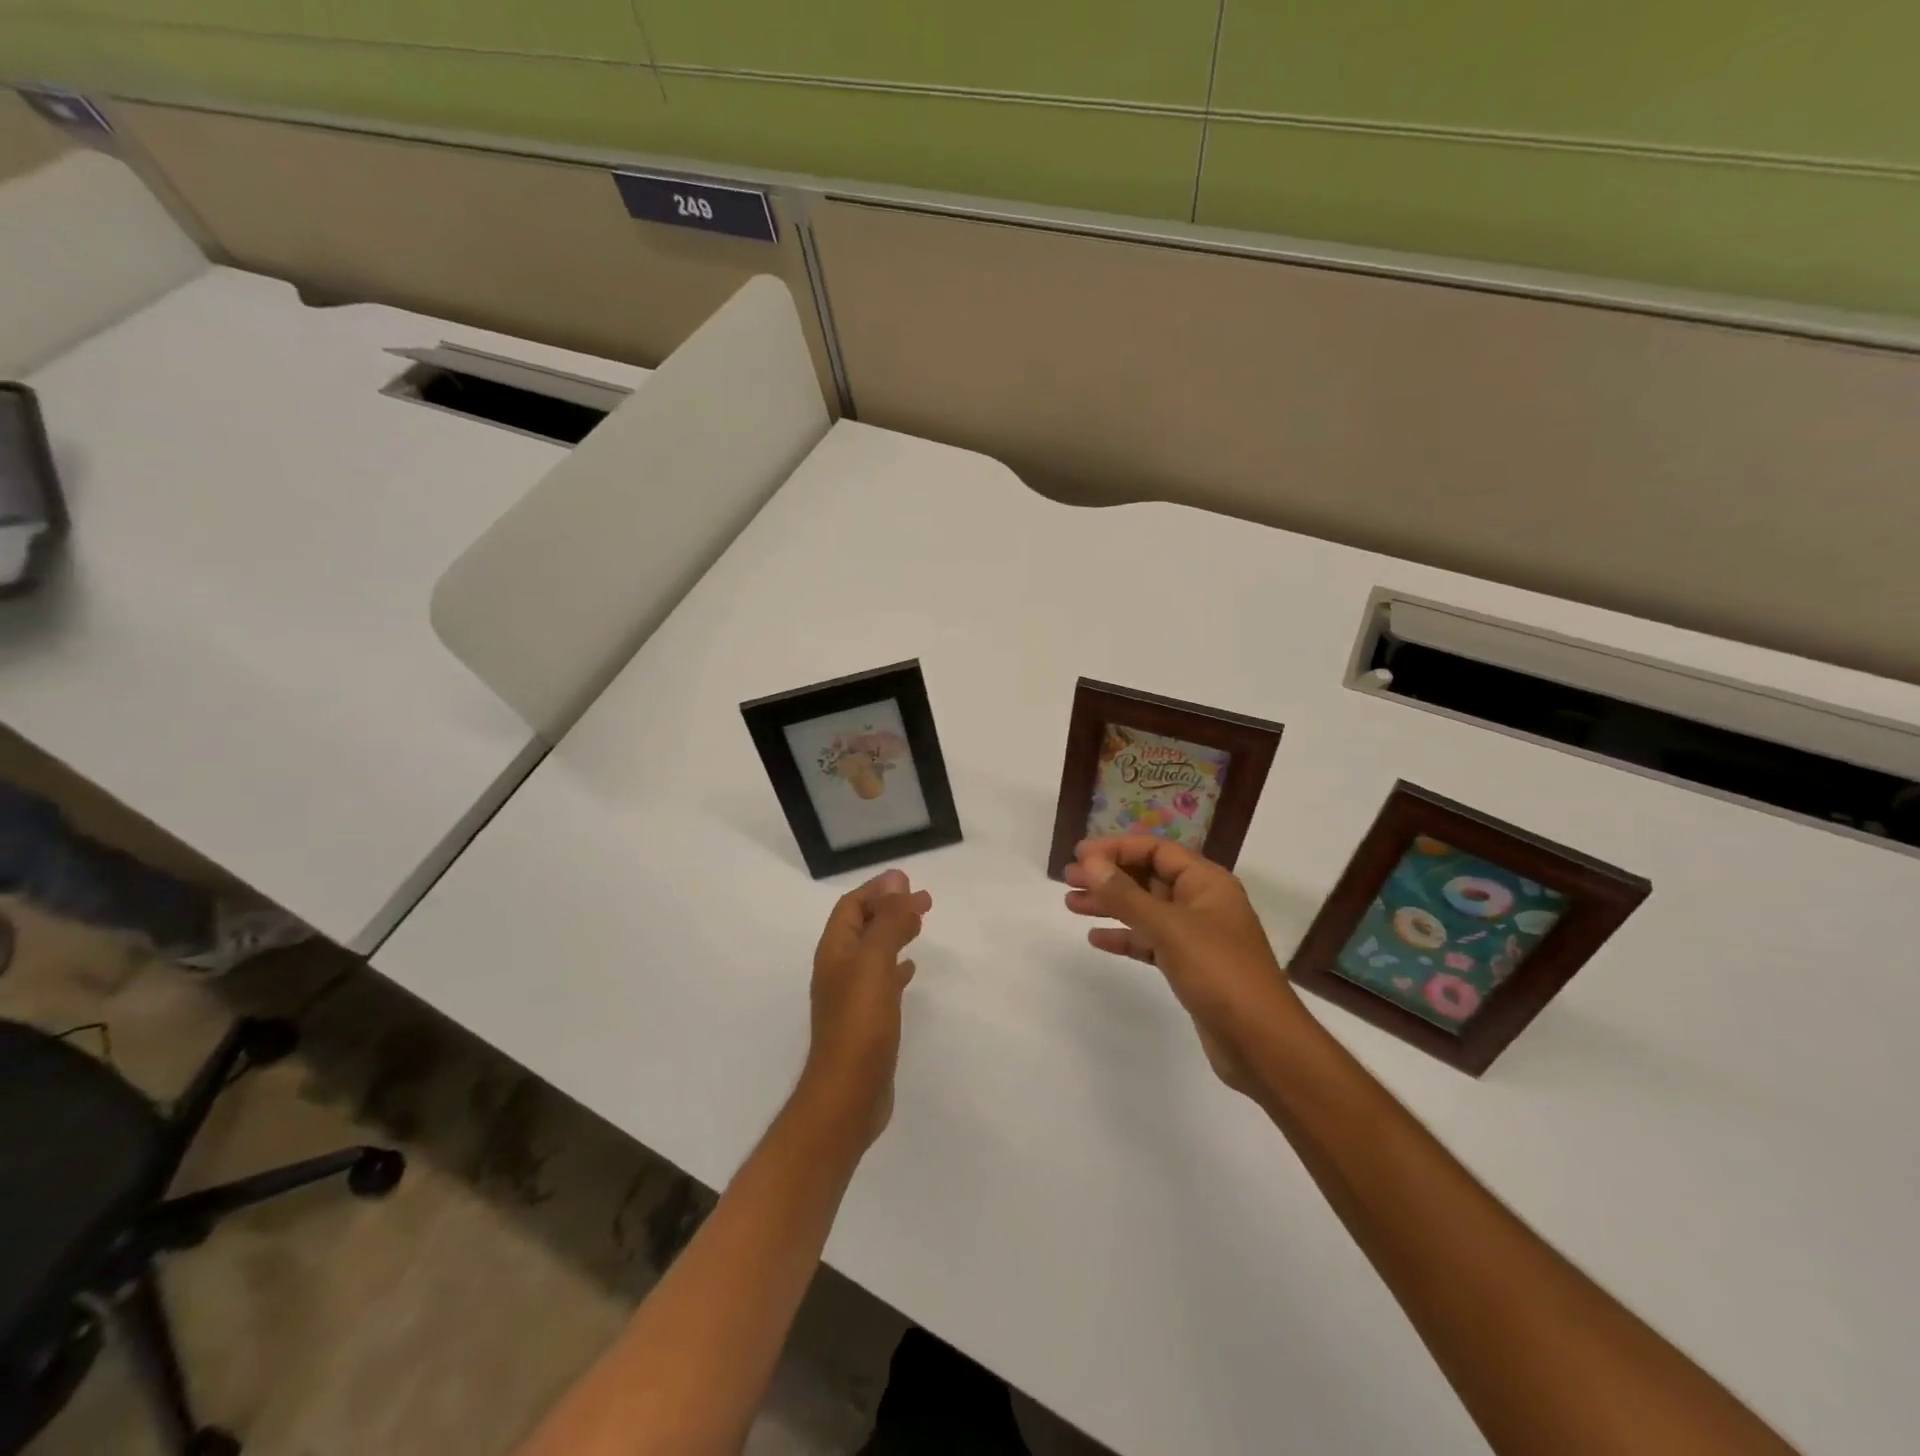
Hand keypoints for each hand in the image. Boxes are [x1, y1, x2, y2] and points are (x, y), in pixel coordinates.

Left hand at [802, 868, 930, 1145]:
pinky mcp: (866, 1020)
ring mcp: (851, 996)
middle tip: (925, 901)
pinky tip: (911, 970)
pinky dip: (897, 966)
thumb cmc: (860, 1024)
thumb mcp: (875, 963)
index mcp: (835, 951)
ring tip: (920, 925)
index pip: (852, 907)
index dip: (878, 890)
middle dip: (890, 908)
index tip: (909, 882)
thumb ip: (887, 921)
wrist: (848, 1095)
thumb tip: (897, 879)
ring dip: (895, 933)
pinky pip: (882, 980)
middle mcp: (838, 969)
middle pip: (863, 926)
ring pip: (874, 951)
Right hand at [1064, 836, 1302, 1095]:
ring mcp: (1197, 936)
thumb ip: (1126, 895)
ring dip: (1111, 905)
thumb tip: (1090, 862)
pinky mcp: (1190, 966)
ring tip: (1071, 904)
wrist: (1262, 1043)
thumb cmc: (1219, 973)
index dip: (1117, 848)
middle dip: (1109, 876)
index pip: (1156, 850)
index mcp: (1207, 882)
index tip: (1080, 856)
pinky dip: (1125, 937)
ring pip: (1146, 910)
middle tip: (1067, 880)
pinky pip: (1151, 941)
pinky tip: (1097, 939)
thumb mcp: (1169, 928)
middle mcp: (1203, 902)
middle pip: (1148, 878)